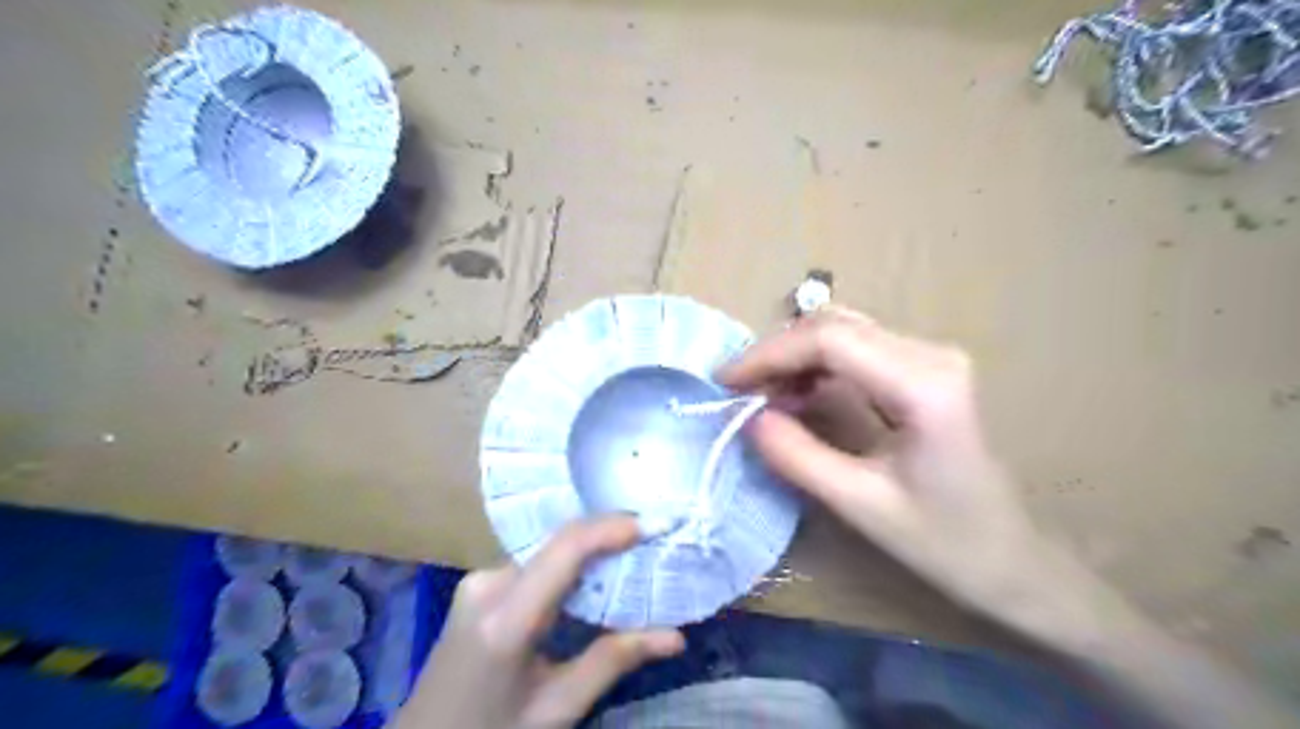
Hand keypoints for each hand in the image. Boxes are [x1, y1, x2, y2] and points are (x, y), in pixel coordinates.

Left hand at [397, 515, 682, 728]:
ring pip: (547, 552)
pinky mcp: (477, 586)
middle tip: (655, 540)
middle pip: (558, 545)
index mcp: (506, 618)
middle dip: (609, 537)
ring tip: (635, 556)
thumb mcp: (555, 709)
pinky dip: (568, 567)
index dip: (613, 527)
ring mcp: (477, 581)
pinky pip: (534, 565)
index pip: (566, 549)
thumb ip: (613, 662)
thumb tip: (675, 636)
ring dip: (591, 552)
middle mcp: (487, 584)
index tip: (656, 523)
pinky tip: (594, 578)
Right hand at [721, 304, 1075, 631]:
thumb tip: (748, 419)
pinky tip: (797, 395)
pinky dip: (816, 366)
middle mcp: (930, 355)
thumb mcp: (861, 506)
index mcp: (923, 385)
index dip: (769, 355)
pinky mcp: (923, 370)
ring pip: (842, 331)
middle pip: (834, 326)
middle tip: (738, 391)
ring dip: (794, 357)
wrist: (1012, 559)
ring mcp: (930, 357)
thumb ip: (798, 457)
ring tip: (762, 396)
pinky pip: (856, 349)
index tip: (725, 382)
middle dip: (776, 353)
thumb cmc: (946, 542)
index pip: (829, 340)